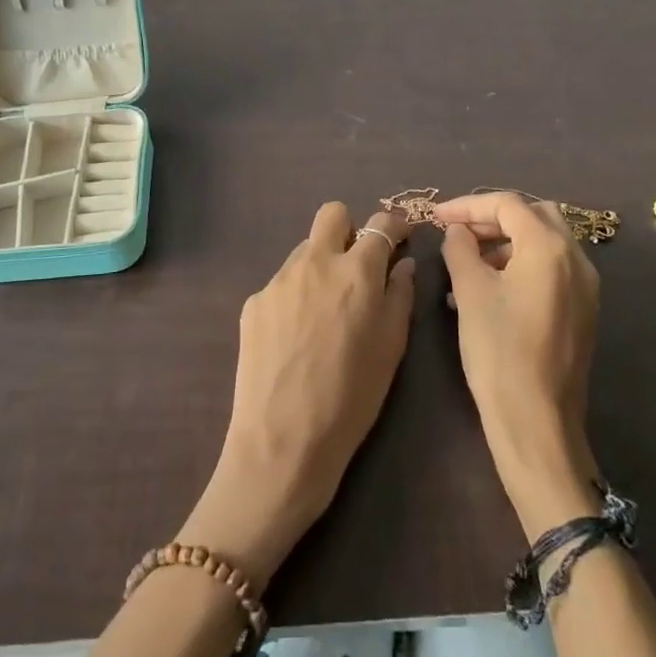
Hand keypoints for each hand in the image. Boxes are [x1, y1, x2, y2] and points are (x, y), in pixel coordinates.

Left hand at [178, 203, 413, 587]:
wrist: (282, 442)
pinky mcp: (254, 302)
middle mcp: (315, 263)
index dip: (394, 226)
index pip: (380, 224)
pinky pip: (282, 283)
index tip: (399, 239)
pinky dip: (295, 296)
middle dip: (350, 229)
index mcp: (356, 273)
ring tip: (324, 312)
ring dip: (321, 265)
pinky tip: (296, 337)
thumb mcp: (391, 349)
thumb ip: (399, 296)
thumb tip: (401, 265)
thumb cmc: (351, 399)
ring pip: (305, 250)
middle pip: (332, 215)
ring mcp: (278, 280)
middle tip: (357, 266)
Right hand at [434, 193, 603, 539]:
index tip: (437, 217)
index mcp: (549, 247)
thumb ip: (460, 249)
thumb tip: (457, 231)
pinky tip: (488, 290)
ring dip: (506, 242)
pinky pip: (551, 270)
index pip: (507, 204)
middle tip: (457, 233)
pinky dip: (521, 265)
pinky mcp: (582, 311)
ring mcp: (585, 286)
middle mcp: (576, 258)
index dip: (468, 205)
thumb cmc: (500, 351)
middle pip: (533, 215)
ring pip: (544, 242)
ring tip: (466, 264)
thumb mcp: (470, 293)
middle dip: (492, 218)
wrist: (537, 423)